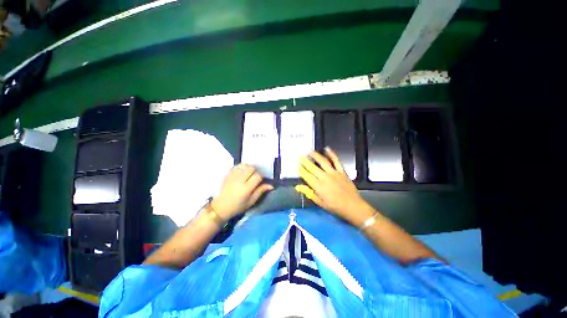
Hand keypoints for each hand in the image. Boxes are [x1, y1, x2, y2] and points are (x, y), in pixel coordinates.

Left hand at [211, 164, 273, 219]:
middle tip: (254, 177)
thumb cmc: (238, 206)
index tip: (260, 181)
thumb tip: (271, 185)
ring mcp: (232, 176)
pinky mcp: (228, 174)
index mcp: (246, 188)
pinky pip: (237, 166)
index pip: (257, 176)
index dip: (261, 177)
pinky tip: (242, 172)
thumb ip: (260, 191)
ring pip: (244, 165)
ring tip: (248, 174)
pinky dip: (241, 167)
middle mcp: (239, 180)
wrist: (221, 207)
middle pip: (251, 168)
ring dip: (248, 168)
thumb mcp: (251, 201)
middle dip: (255, 171)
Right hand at [296, 148, 371, 224]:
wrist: (353, 207)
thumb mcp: (320, 203)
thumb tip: (298, 187)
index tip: (297, 165)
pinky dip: (332, 154)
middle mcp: (324, 177)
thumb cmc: (335, 207)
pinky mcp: (342, 171)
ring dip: (315, 155)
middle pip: (312, 167)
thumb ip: (309, 193)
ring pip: (323, 161)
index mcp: (318, 186)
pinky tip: (327, 149)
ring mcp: (334, 173)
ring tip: (310, 151)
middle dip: (305, 161)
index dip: (301, 170)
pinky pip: (336, 161)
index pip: (306, 176)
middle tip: (300, 156)